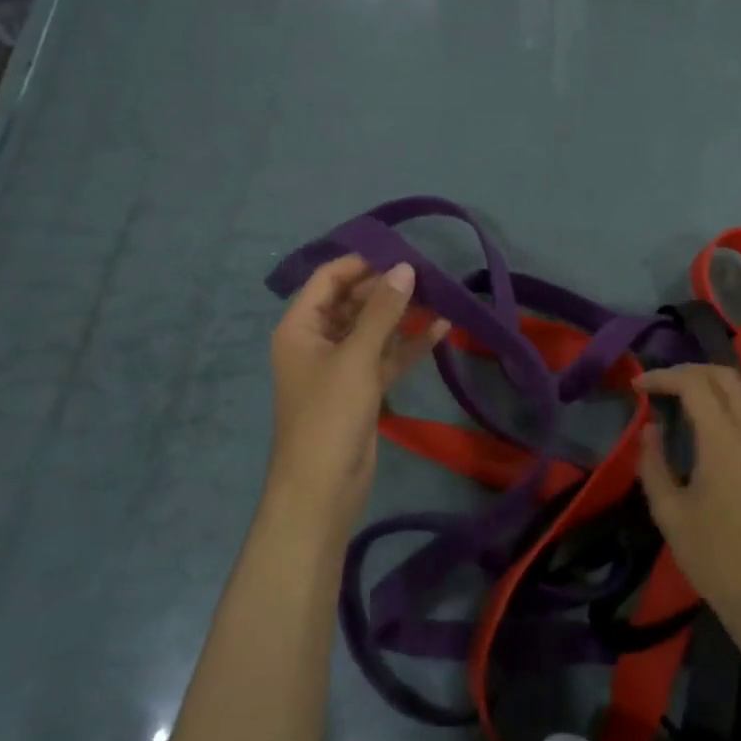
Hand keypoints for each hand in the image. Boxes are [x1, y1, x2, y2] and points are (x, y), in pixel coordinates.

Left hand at [267, 256, 448, 531]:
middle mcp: (317, 340)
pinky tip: (441, 329)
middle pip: (352, 301)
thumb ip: (383, 311)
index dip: (362, 263)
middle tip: (428, 274)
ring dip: (402, 315)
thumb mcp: (356, 357)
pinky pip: (385, 357)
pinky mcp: (361, 389)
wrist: (322, 488)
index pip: (329, 278)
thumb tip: (405, 268)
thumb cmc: (330, 414)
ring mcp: (340, 366)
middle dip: (387, 288)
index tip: (401, 252)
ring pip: (373, 329)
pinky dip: (408, 345)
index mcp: (300, 326)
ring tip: (440, 295)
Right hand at [634, 365, 740, 665]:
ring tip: (686, 396)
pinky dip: (734, 399)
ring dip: (716, 382)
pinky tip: (712, 420)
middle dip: (689, 371)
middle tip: (659, 386)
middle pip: (726, 377)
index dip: (664, 377)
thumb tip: (651, 429)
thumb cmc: (714, 560)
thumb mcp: (669, 514)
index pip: (695, 386)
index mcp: (724, 445)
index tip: (638, 386)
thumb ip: (654, 464)